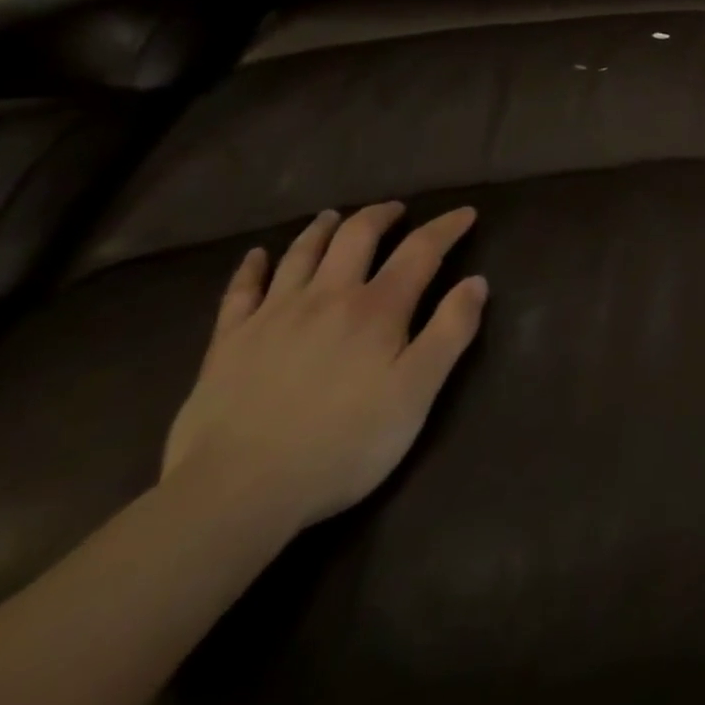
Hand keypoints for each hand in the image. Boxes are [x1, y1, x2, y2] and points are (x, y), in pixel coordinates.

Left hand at [161, 203, 487, 538]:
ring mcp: (273, 316)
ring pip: (302, 254)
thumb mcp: (416, 394)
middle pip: (357, 236)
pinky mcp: (228, 344)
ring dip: (322, 229)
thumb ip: (451, 332)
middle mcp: (328, 296)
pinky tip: (256, 256)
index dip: (446, 227)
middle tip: (396, 210)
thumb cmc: (341, 445)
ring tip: (334, 216)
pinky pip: (240, 291)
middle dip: (381, 216)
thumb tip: (476, 282)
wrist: (234, 494)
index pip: (421, 250)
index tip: (466, 213)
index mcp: (377, 308)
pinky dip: (252, 267)